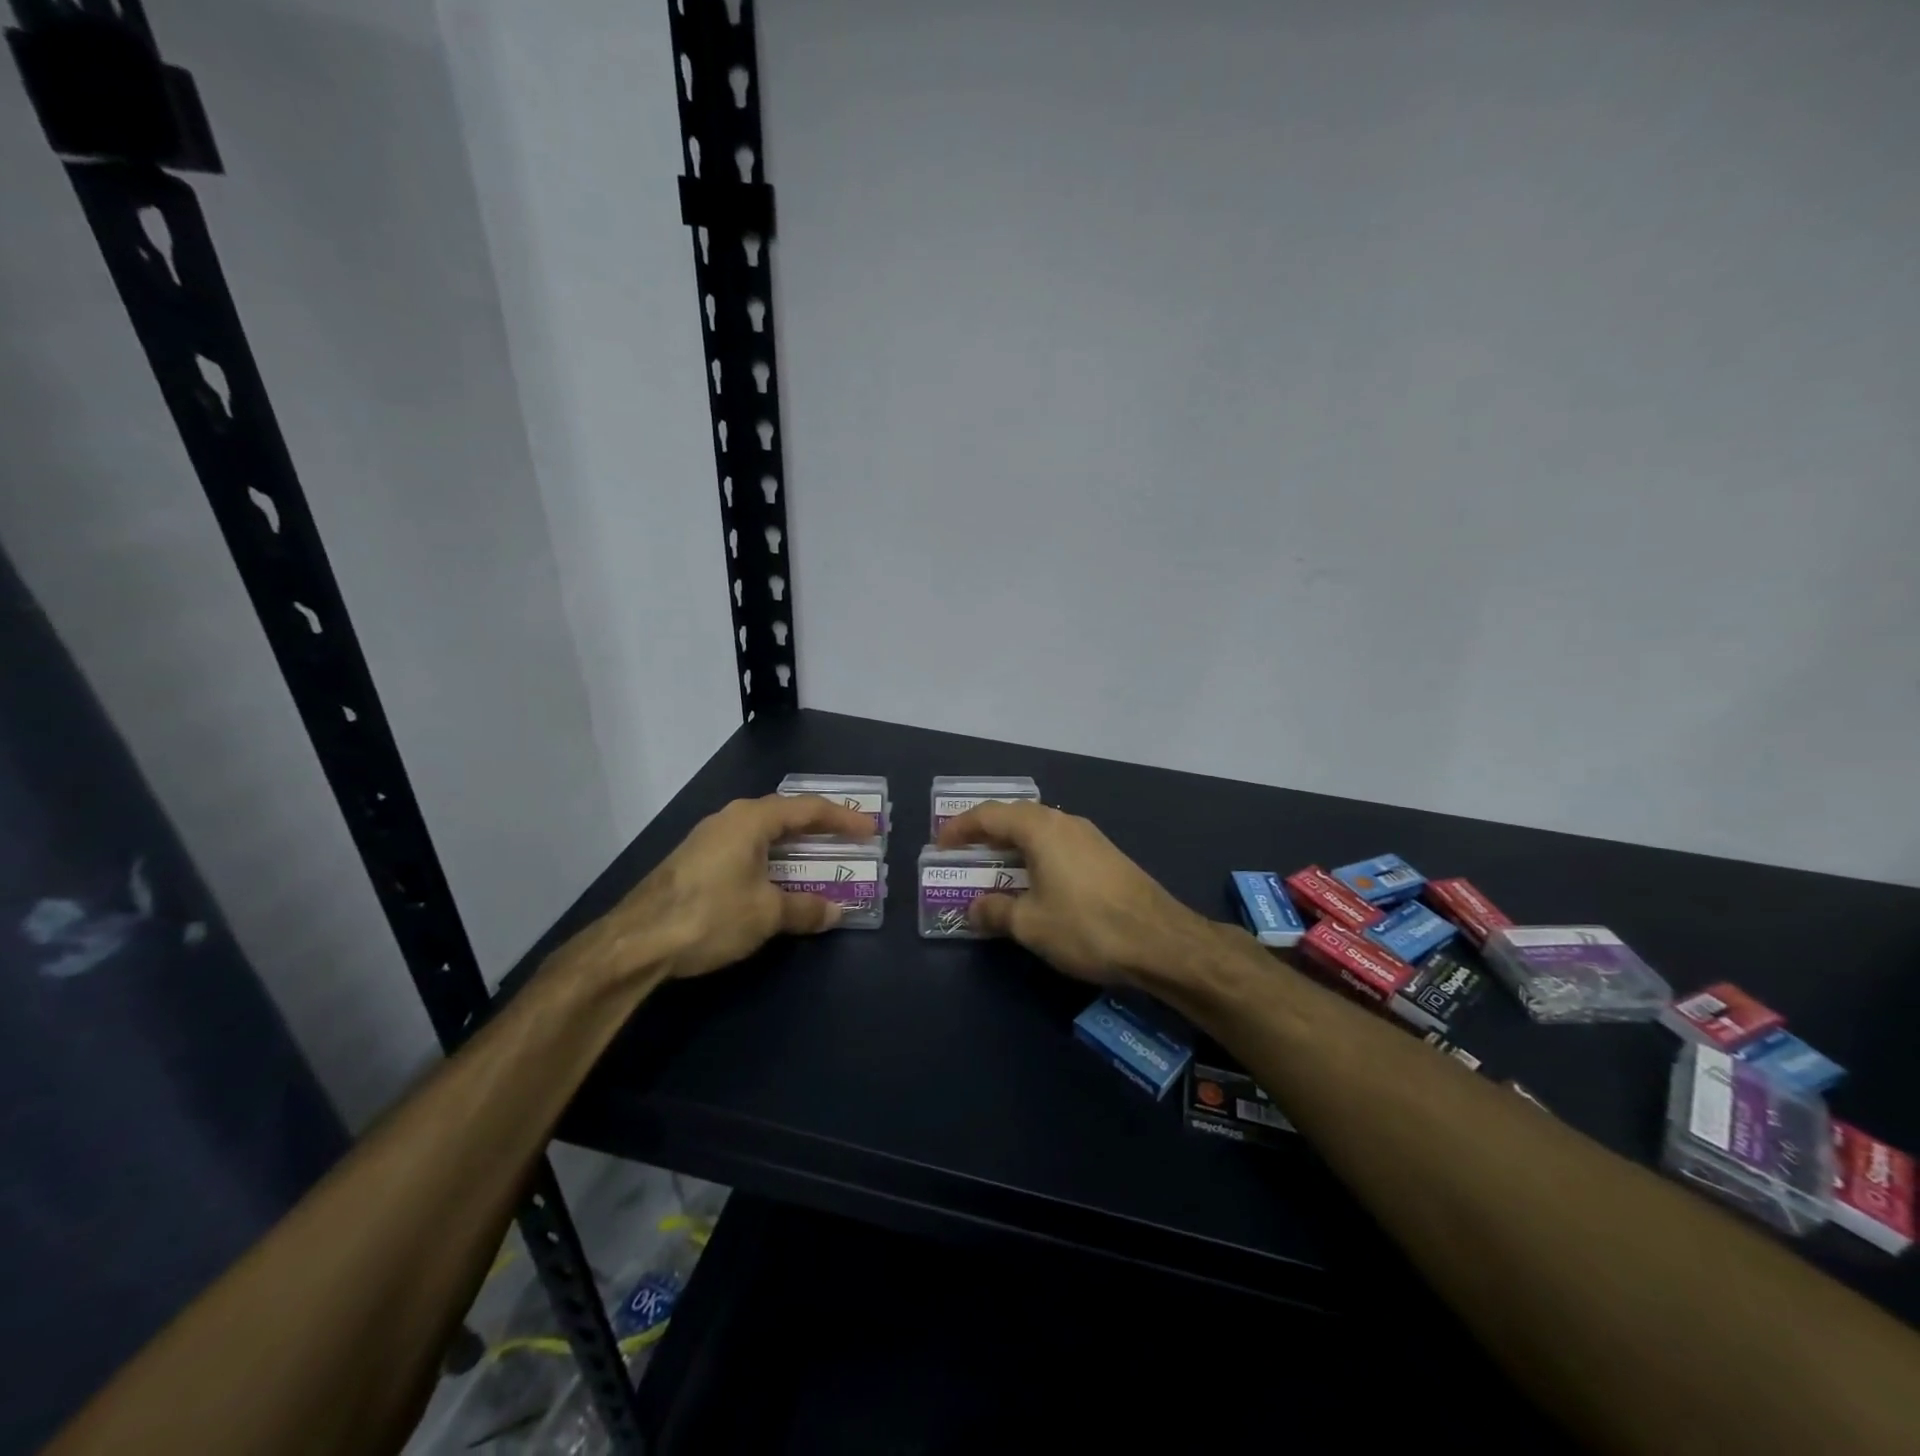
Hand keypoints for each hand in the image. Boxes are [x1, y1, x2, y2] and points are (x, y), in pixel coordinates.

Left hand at [567, 794, 875, 984]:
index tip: (871, 829)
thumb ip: (805, 908)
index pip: (808, 809)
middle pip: (785, 816)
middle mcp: (730, 819)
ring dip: (793, 847)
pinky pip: (746, 850)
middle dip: (819, 829)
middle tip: (848, 841)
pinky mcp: (694, 862)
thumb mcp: (766, 914)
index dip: (843, 818)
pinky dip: (771, 860)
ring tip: (818, 860)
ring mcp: (708, 839)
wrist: (635, 942)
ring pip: (763, 834)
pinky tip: (776, 881)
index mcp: (751, 819)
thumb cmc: (710, 914)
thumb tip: (836, 911)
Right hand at [935, 802, 1214, 986]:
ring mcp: (1090, 837)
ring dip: (1012, 845)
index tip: (939, 845)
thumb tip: (974, 908)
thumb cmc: (1086, 926)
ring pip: (1039, 831)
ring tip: (993, 867)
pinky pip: (1058, 845)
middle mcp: (1064, 822)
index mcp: (1040, 828)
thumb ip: (995, 911)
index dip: (960, 828)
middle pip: (1015, 817)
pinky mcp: (1106, 856)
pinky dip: (1035, 856)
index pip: (989, 815)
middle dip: (985, 833)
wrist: (1160, 941)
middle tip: (963, 853)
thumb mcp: (1030, 924)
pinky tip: (1034, 881)